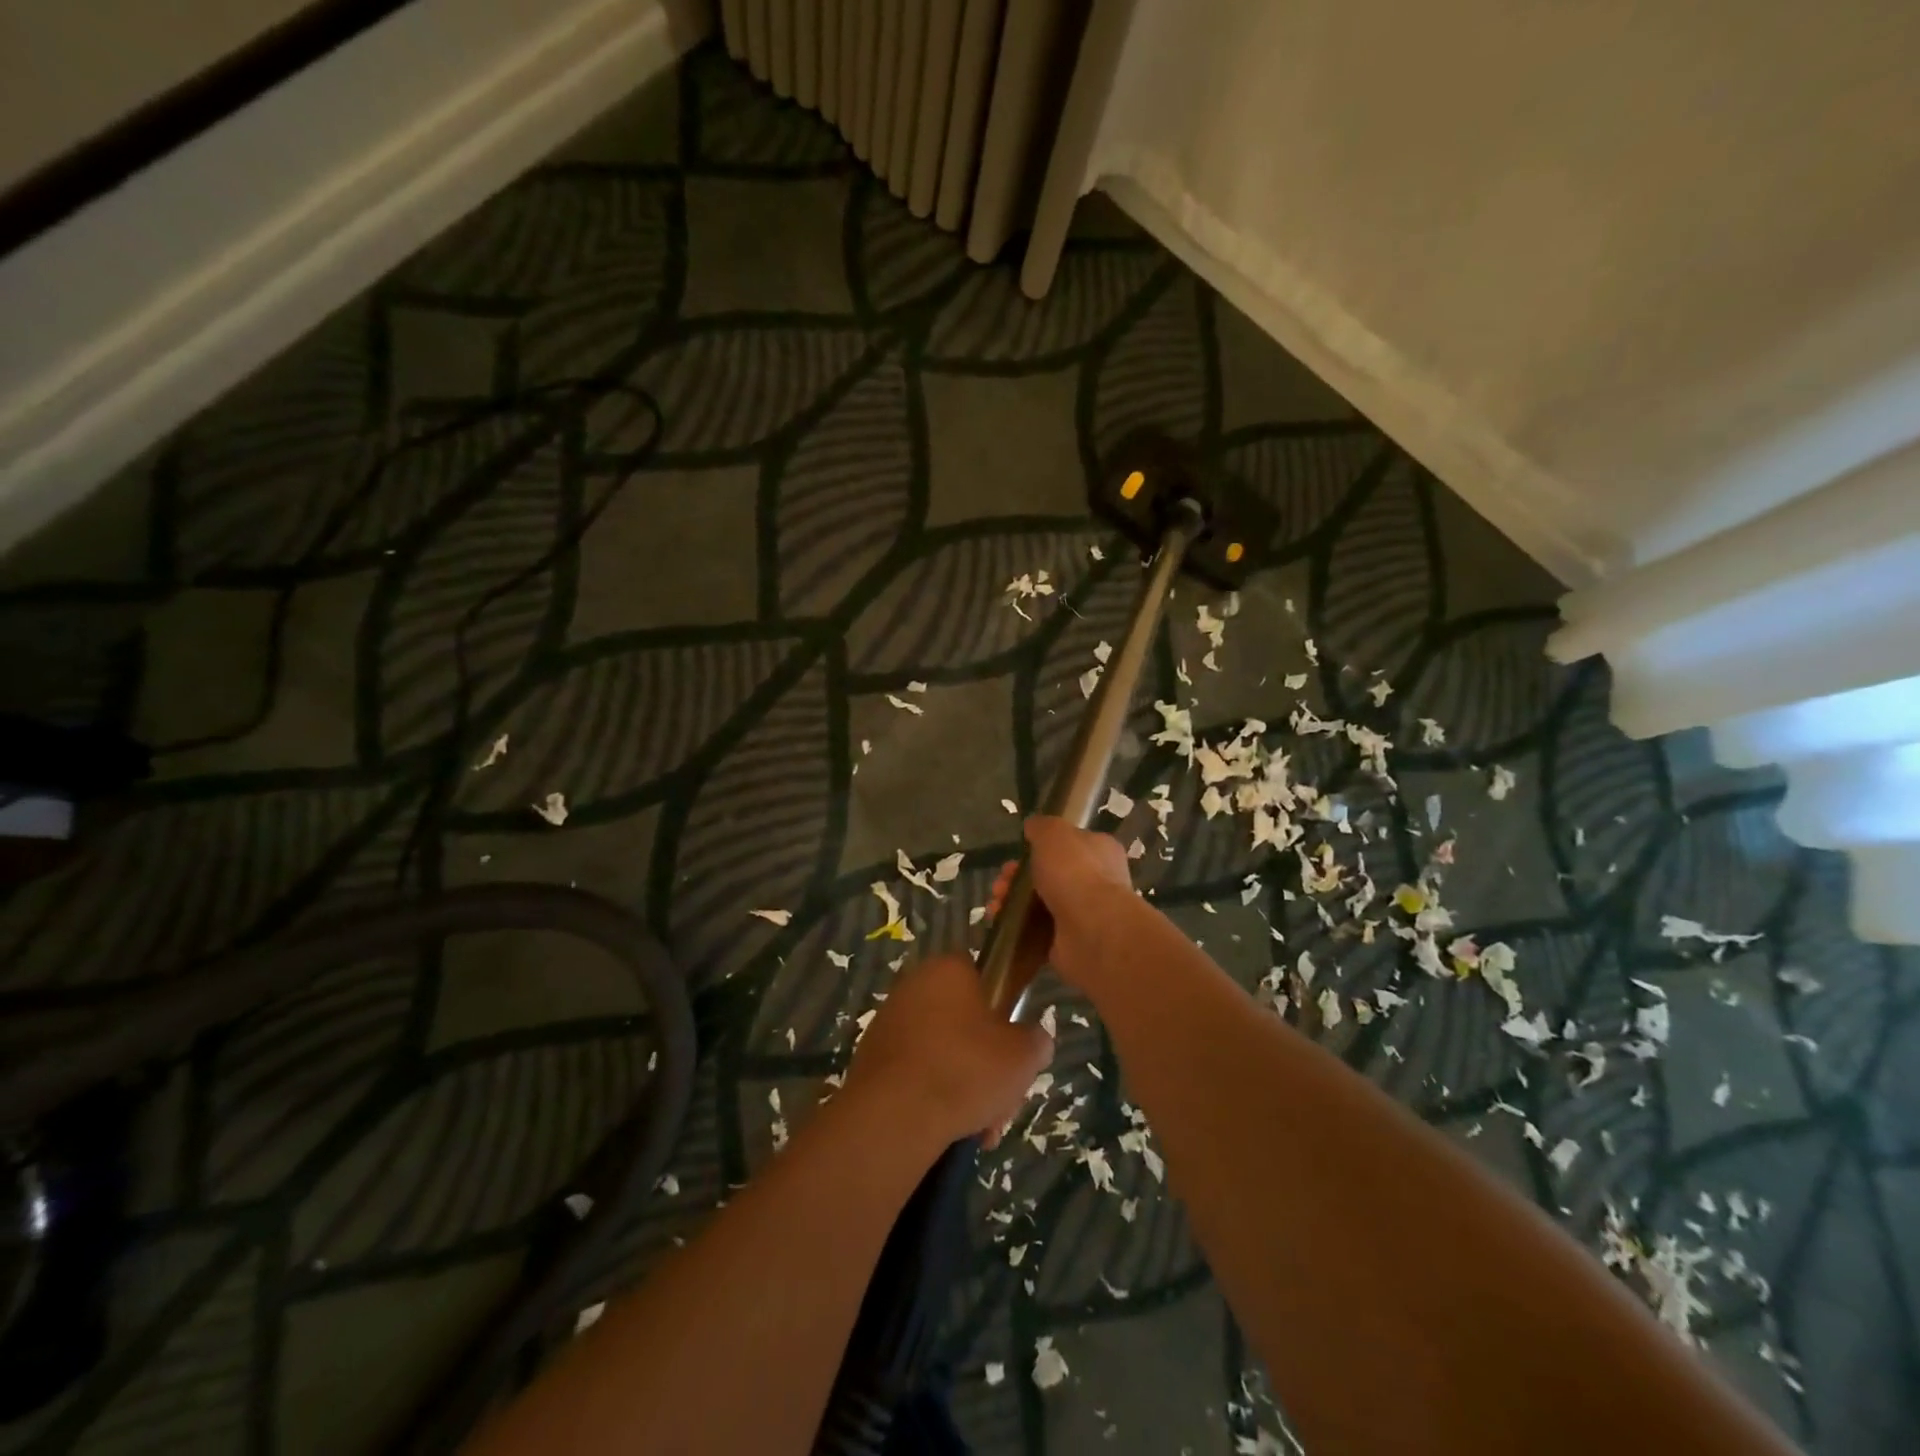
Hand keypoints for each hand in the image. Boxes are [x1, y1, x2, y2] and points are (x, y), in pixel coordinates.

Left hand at [847, 953, 1053, 1148]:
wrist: (893, 1116)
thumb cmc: (964, 1069)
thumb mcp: (1023, 1055)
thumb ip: (1036, 1040)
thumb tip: (1034, 1040)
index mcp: (948, 969)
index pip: (982, 979)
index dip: (1002, 1014)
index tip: (1013, 1050)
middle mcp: (913, 986)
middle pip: (963, 1023)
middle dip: (985, 1064)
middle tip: (1000, 1102)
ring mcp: (888, 1022)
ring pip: (942, 1052)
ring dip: (963, 1087)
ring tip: (980, 1129)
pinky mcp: (871, 1059)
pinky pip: (915, 1073)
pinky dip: (932, 1097)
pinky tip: (949, 1131)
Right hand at [988, 816, 1135, 993]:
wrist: (1092, 930)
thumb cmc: (1075, 873)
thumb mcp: (1054, 834)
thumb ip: (1041, 827)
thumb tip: (1033, 827)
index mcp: (1099, 851)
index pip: (1068, 846)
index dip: (1038, 849)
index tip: (1016, 855)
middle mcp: (1096, 882)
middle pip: (1047, 876)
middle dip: (1016, 879)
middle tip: (1000, 885)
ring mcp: (1082, 915)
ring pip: (1038, 905)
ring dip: (1012, 903)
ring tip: (996, 907)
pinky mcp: (1068, 943)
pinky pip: (1036, 933)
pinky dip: (1016, 929)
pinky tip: (1000, 925)